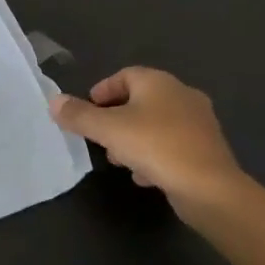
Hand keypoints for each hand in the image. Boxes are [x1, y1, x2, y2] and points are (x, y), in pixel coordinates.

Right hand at [51, 67, 248, 221]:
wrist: (210, 188)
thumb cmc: (156, 147)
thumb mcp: (109, 130)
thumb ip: (79, 115)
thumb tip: (54, 101)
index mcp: (159, 82)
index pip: (125, 75)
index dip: (103, 90)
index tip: (88, 110)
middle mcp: (182, 95)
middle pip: (141, 100)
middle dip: (117, 118)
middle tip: (100, 137)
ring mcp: (198, 123)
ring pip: (157, 124)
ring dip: (135, 138)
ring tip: (118, 160)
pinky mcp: (206, 150)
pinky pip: (173, 145)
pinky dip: (155, 156)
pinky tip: (144, 176)